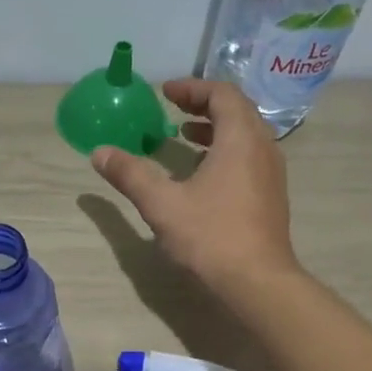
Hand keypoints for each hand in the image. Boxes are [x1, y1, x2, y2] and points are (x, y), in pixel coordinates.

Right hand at [90, 78, 298, 290]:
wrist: (258, 282)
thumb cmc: (210, 236)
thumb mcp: (162, 204)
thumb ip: (131, 174)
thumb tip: (100, 153)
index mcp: (240, 139)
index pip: (222, 94)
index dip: (193, 88)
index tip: (166, 92)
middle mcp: (263, 148)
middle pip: (237, 111)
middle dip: (203, 105)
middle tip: (173, 109)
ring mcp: (272, 174)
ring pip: (245, 136)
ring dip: (215, 130)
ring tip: (184, 137)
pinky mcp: (271, 196)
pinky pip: (249, 158)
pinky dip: (225, 152)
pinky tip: (202, 175)